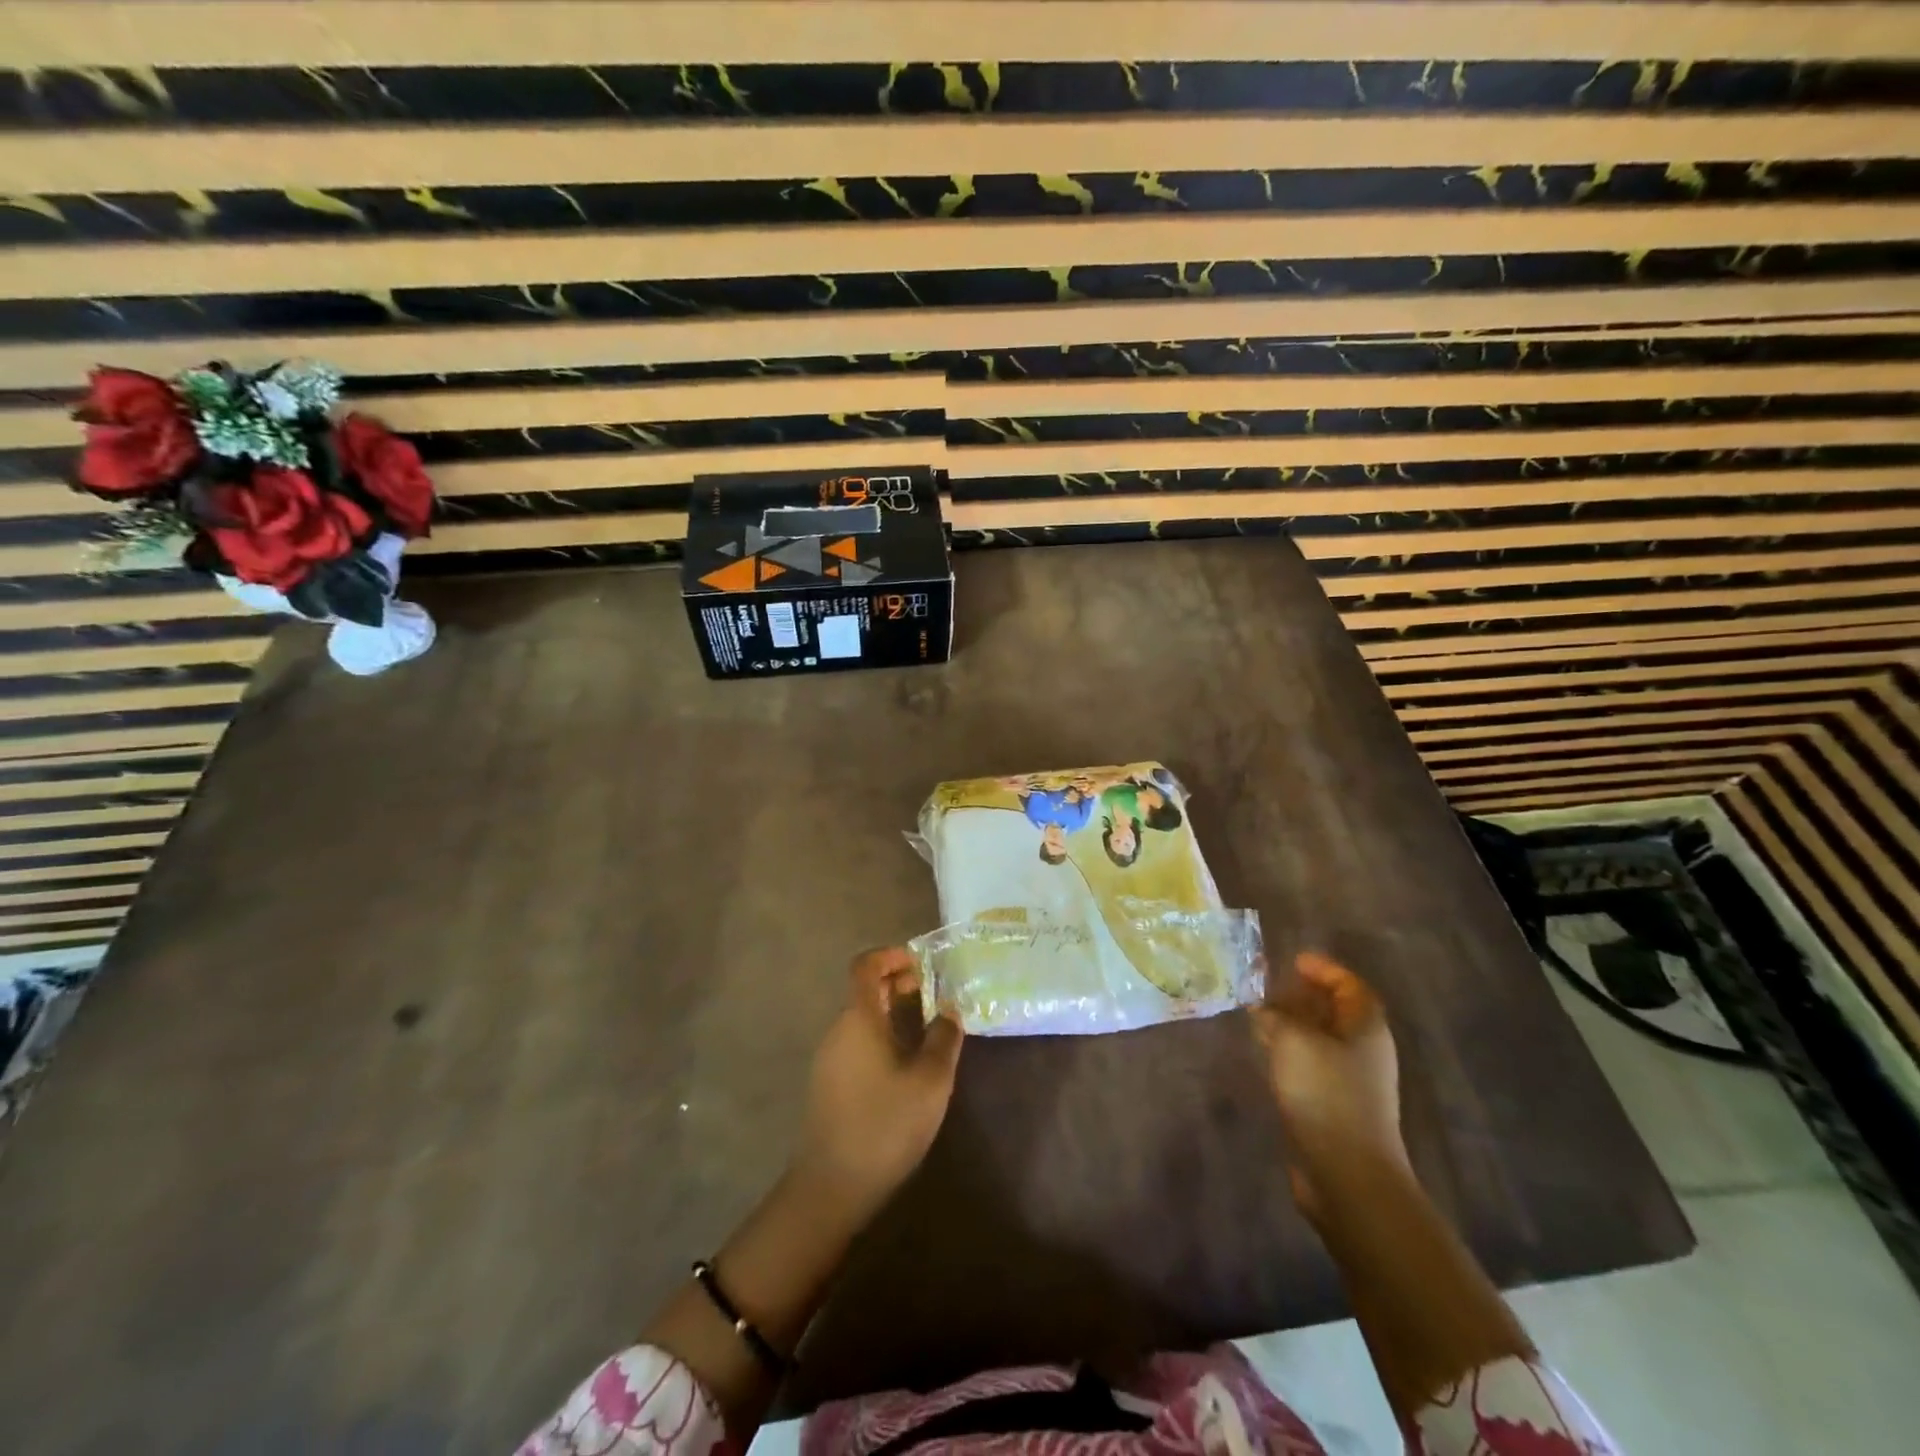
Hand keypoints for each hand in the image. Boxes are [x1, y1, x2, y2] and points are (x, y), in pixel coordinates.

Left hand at [797, 947, 963, 1215]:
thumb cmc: (886, 1123)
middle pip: (864, 990)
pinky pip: (856, 1041)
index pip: (865, 966)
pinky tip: (906, 1063)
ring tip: (926, 1029)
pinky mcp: (829, 1083)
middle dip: (897, 984)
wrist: (833, 1185)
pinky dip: (881, 1035)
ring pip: (861, 1018)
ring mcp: (829, 1058)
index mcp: (858, 1018)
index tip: (921, 963)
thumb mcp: (930, 1080)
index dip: (891, 956)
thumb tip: (948, 1009)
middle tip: (931, 994)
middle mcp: (838, 1029)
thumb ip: (944, 1038)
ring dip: (891, 1012)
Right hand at [1249, 951, 1407, 1217]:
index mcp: (1365, 1027)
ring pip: (1323, 1040)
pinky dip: (1292, 1053)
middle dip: (1305, 996)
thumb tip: (1264, 1008)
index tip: (1294, 960)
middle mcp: (1365, 1051)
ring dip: (1295, 1025)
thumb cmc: (1325, 1093)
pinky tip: (1268, 1055)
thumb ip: (1275, 1015)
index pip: (1350, 985)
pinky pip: (1313, 1066)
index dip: (1324, 969)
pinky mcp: (1336, 1108)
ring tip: (1261, 1016)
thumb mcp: (1292, 1040)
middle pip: (1337, 1012)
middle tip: (1270, 986)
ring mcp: (1353, 1083)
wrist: (1346, 1173)